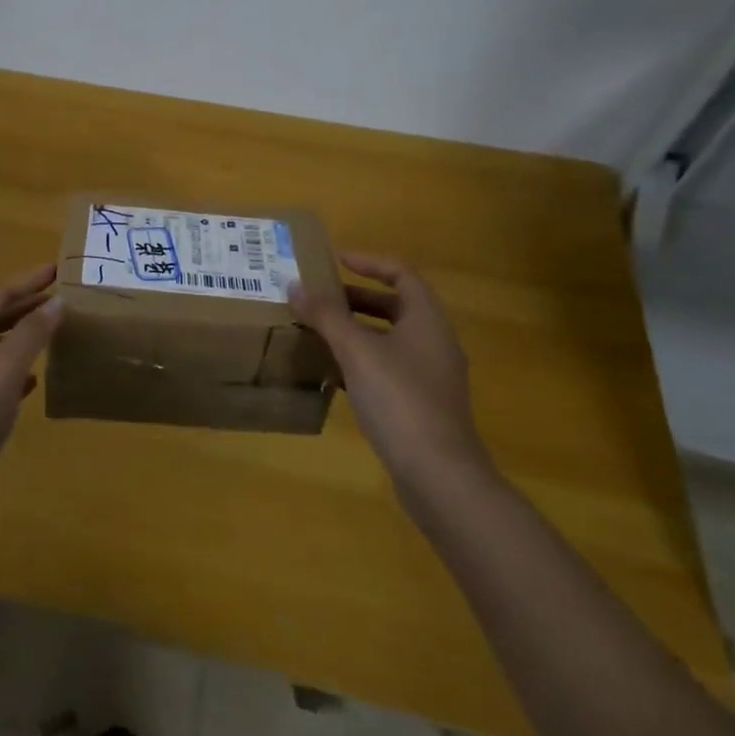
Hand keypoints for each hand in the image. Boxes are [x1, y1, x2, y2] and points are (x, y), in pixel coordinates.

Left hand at [0, 264, 62, 495]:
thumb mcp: (6, 369)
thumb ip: (32, 333)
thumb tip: (58, 301)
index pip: (0, 294)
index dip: (29, 281)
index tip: (56, 269)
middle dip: (27, 305)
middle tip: (60, 297)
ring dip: (22, 334)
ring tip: (52, 331)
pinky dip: (14, 367)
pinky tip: (33, 379)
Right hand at [289, 254, 490, 492]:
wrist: (440, 476)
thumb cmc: (400, 400)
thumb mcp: (357, 351)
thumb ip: (326, 316)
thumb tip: (294, 284)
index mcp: (427, 320)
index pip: (402, 274)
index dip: (369, 262)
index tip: (335, 259)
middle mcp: (434, 342)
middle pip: (395, 305)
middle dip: (356, 298)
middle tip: (319, 297)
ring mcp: (430, 376)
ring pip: (389, 339)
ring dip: (355, 330)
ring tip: (318, 330)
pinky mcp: (421, 405)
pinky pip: (388, 368)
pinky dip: (360, 361)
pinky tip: (331, 373)